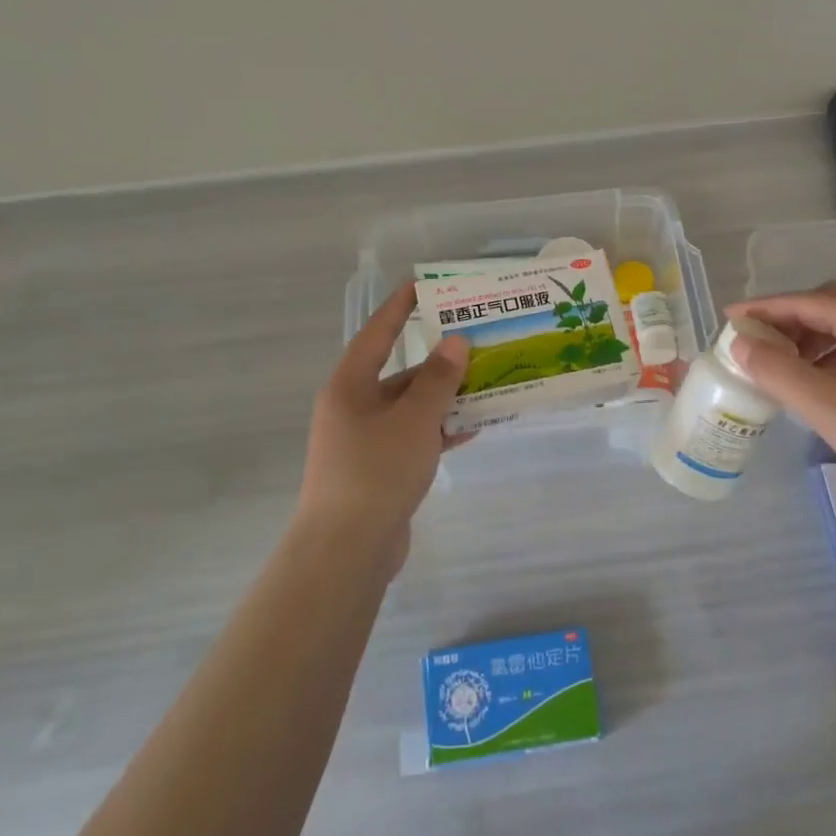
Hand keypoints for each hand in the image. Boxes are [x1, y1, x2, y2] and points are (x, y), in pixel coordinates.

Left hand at [299, 281, 468, 566]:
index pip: (378, 334)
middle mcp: (354, 408)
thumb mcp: (414, 420)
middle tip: (477, 341)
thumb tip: (456, 342)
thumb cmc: (376, 471)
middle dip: (439, 360)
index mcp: (350, 386)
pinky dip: (441, 430)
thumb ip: (438, 380)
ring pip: (412, 408)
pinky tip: (474, 427)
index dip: (401, 307)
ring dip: (446, 397)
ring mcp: (366, 441)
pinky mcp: (381, 469)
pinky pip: (415, 438)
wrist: (347, 550)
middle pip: (400, 373)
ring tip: (488, 382)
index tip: (426, 285)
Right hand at [727, 285, 835, 546]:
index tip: (731, 318)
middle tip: (761, 341)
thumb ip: (776, 370)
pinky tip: (822, 379)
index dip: (765, 307)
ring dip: (812, 334)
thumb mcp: (823, 405)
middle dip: (791, 316)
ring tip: (786, 364)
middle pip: (831, 302)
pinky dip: (834, 350)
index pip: (807, 300)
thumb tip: (741, 343)